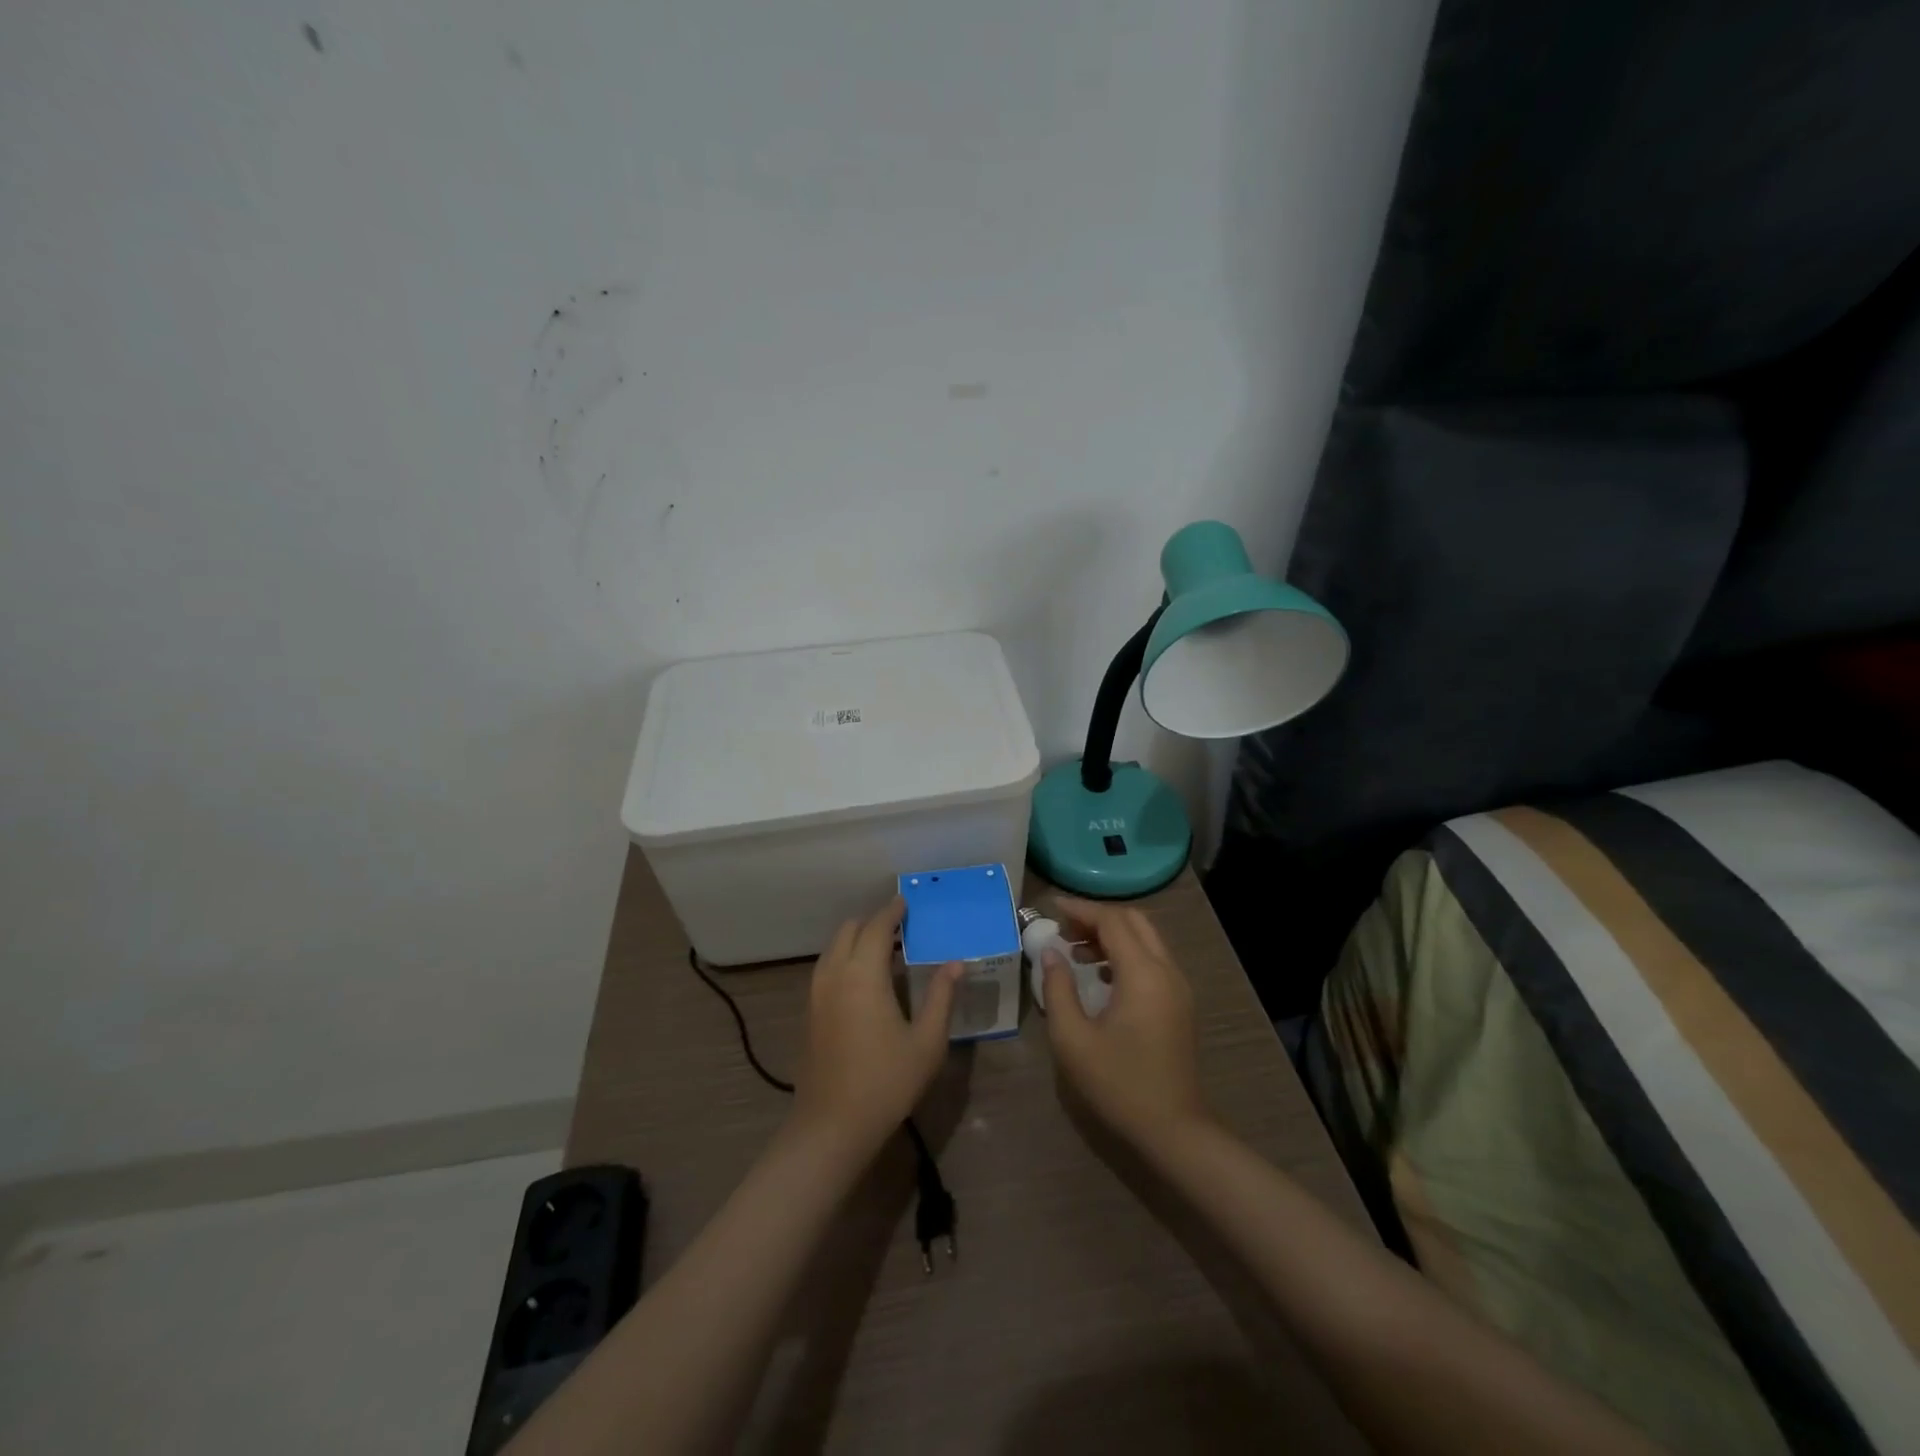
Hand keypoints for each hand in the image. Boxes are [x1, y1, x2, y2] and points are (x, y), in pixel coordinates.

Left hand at [793, 897, 960, 1149]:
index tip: (906, 901)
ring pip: (833, 948)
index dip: (892, 911)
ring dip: (856, 939)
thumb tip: (956, 963)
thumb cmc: (886, 1082)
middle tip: (900, 928)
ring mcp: (816, 994)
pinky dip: (844, 958)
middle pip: (849, 930)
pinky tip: (864, 981)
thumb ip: (941, 997)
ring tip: (885, 951)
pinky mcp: (809, 1013)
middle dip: (873, 922)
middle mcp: (834, 974)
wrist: (831, 1126)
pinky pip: (826, 968)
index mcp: (863, 974)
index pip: (877, 927)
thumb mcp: (927, 1041)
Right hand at [1041, 896, 1211, 1151]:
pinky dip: (1126, 953)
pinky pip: (1153, 960)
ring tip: (1076, 951)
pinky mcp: (1180, 1003)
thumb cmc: (1119, 1084)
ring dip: (1113, 935)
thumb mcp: (1073, 1039)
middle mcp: (1167, 970)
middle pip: (1134, 922)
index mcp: (1143, 974)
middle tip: (1064, 927)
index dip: (1080, 910)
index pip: (1112, 921)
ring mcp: (1178, 987)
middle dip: (1098, 917)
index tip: (1051, 908)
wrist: (1174, 1130)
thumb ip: (1058, 989)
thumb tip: (1051, 952)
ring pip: (1146, 939)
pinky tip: (1100, 975)